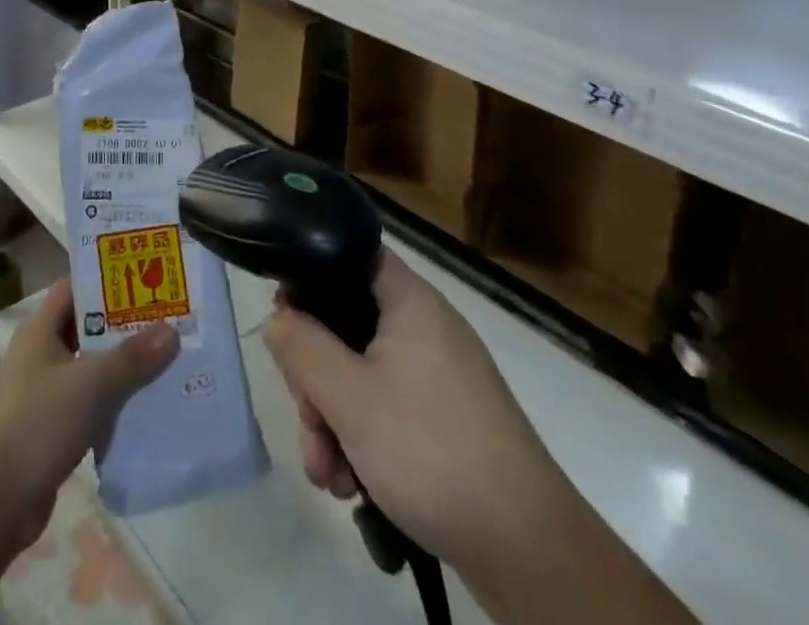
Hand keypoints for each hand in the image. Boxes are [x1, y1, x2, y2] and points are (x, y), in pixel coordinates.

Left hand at [0, 280, 179, 557]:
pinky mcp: (49, 428)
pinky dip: (111, 402)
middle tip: (165, 323)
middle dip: (122, 326)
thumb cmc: (37, 424)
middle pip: (84, 328)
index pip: (74, 290)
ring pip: (88, 367)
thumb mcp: (90, 385)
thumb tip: (172, 331)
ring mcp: (43, 392)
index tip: (145, 284)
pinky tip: (142, 408)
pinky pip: (87, 403)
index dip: (106, 283)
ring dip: (120, 366)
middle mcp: (39, 354)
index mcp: (39, 330)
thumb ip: (131, 358)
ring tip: (163, 362)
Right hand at [263, 249, 569, 566]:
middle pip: (345, 325)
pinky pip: (386, 408)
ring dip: (333, 420)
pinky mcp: (447, 418)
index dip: (308, 277)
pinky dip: (363, 440)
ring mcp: (438, 375)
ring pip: (360, 375)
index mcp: (408, 300)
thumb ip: (300, 345)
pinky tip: (353, 486)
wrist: (531, 553)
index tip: (284, 322)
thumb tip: (277, 317)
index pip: (346, 256)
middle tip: (309, 425)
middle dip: (315, 380)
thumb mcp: (348, 397)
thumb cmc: (432, 452)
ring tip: (329, 477)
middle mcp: (424, 327)